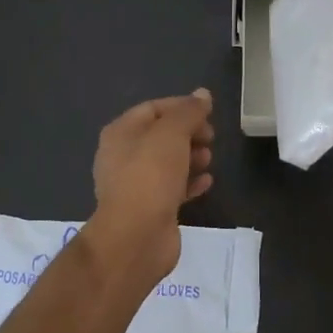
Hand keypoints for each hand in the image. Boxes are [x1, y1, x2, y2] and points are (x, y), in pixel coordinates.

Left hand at [85, 88, 214, 286]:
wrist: (136, 237)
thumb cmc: (150, 176)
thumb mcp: (172, 134)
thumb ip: (188, 112)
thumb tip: (203, 94)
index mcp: (121, 133)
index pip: (154, 109)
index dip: (182, 107)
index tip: (208, 113)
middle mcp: (123, 156)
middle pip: (161, 135)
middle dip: (189, 133)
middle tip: (211, 138)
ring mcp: (135, 184)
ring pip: (168, 162)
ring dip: (191, 157)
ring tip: (209, 159)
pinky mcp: (150, 208)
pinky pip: (173, 188)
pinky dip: (190, 182)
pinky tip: (207, 182)